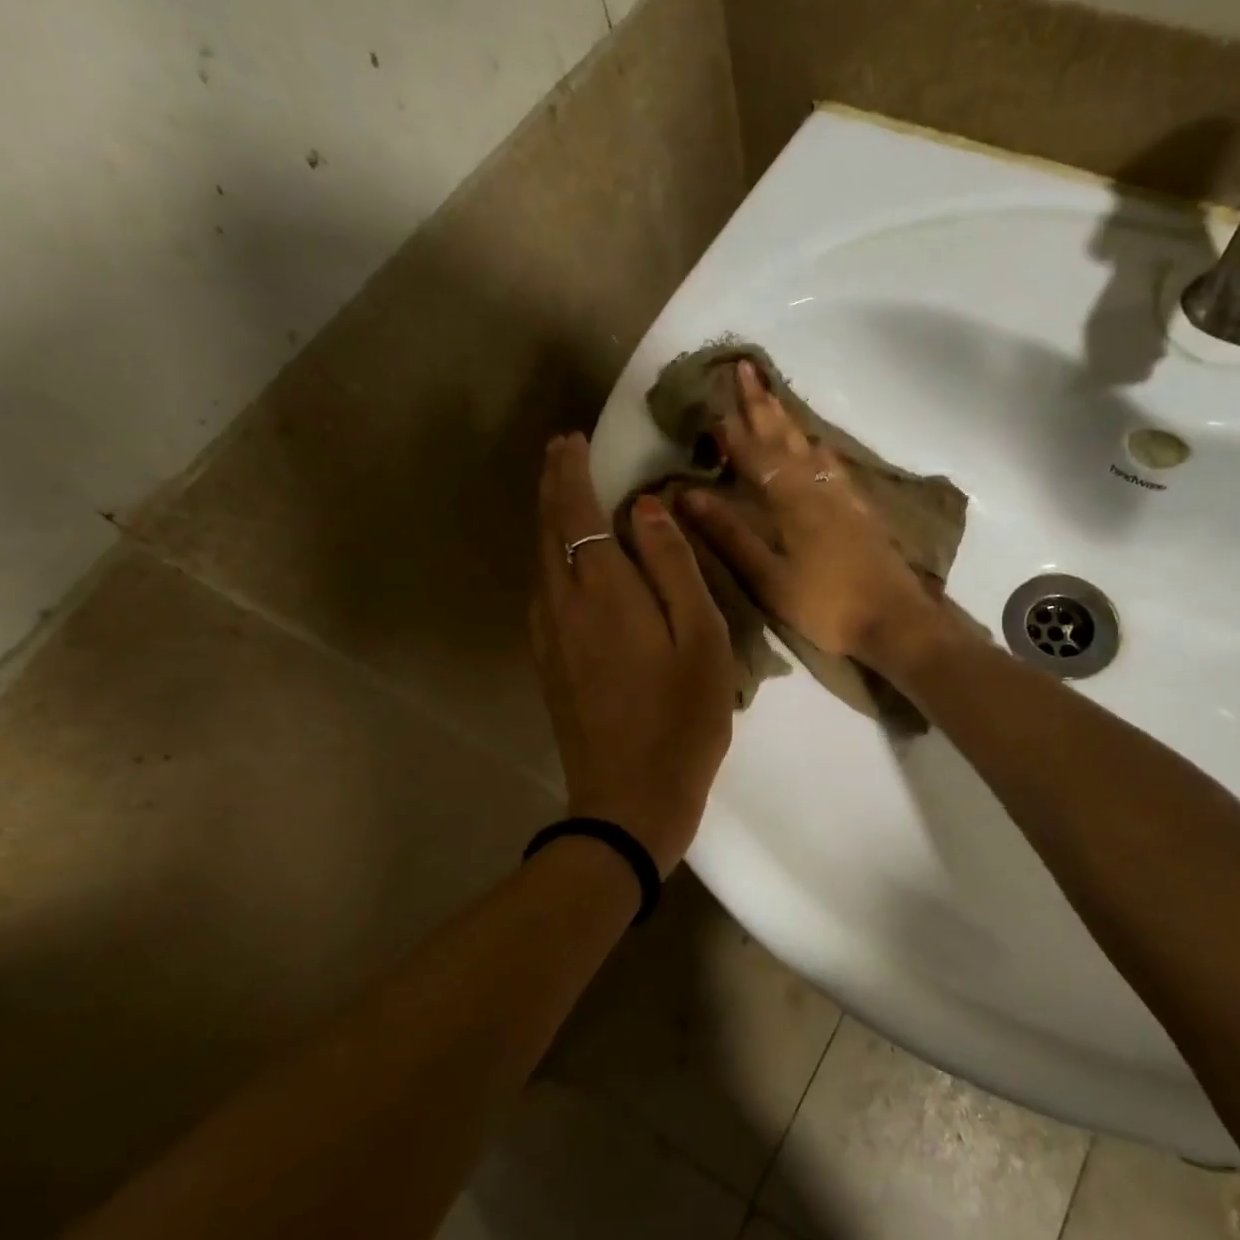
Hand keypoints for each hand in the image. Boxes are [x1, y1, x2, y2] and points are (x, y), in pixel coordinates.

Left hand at [530, 434, 732, 873]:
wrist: (629, 800)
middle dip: (551, 484)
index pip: (575, 511)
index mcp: (602, 590)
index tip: (571, 439)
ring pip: (540, 559)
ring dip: (548, 518)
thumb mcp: (700, 638)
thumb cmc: (681, 718)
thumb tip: (647, 509)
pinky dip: (551, 555)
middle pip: (546, 528)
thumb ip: (673, 567)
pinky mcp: (548, 661)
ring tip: (565, 492)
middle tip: (562, 451)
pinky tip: (568, 559)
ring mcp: (548, 635)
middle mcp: (561, 603)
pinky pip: (543, 589)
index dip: (570, 471)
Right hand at [681, 362, 946, 666]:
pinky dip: (817, 448)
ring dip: (788, 420)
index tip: (713, 397)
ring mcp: (844, 497)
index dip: (732, 428)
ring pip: (810, 446)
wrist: (896, 620)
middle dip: (763, 404)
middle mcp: (818, 488)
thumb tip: (688, 495)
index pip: (754, 455)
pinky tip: (818, 448)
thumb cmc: (826, 606)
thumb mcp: (769, 578)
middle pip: (785, 438)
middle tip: (747, 368)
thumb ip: (730, 535)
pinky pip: (833, 465)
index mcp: (791, 501)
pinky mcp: (862, 511)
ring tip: (775, 399)